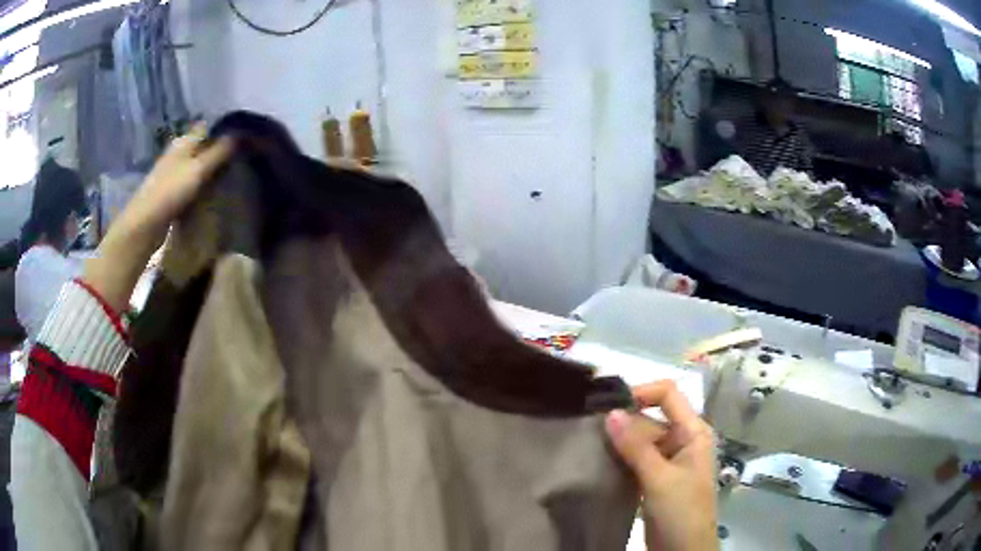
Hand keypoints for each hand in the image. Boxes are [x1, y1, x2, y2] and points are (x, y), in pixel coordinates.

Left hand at [86, 125, 233, 312]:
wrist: (144, 225)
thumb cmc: (170, 192)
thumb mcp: (198, 169)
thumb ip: (219, 152)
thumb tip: (240, 134)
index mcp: (184, 142)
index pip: (208, 127)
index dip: (225, 130)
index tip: (245, 136)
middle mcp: (178, 153)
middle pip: (204, 147)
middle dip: (221, 151)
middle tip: (243, 158)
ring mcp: (174, 174)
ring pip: (199, 166)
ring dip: (213, 170)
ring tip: (234, 175)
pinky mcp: (173, 193)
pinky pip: (193, 184)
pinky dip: (204, 186)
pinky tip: (216, 193)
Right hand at [605, 381, 717, 550]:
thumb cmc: (681, 510)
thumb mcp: (659, 478)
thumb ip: (636, 446)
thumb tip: (611, 413)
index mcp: (693, 432)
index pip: (669, 394)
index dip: (642, 393)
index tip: (609, 406)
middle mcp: (682, 441)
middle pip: (651, 418)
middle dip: (624, 421)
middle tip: (588, 429)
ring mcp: (668, 461)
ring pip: (641, 440)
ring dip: (619, 441)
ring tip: (588, 444)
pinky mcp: (655, 479)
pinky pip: (636, 460)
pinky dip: (620, 458)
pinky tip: (598, 461)